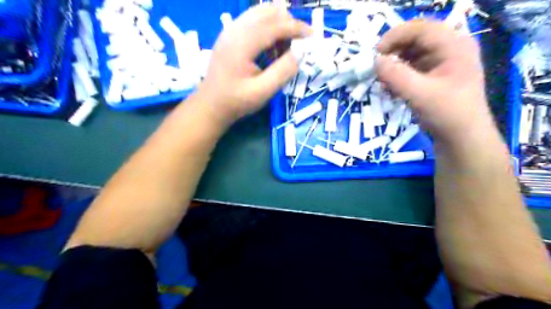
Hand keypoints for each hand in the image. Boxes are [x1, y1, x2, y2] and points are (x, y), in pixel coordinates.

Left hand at [197, 4, 308, 123]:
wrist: (210, 105)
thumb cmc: (236, 101)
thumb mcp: (262, 91)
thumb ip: (283, 72)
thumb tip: (300, 53)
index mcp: (242, 43)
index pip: (275, 24)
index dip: (296, 28)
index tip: (312, 37)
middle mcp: (235, 29)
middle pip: (268, 12)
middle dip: (288, 24)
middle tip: (299, 45)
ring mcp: (230, 30)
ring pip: (260, 14)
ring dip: (278, 26)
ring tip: (284, 50)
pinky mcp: (229, 35)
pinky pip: (253, 22)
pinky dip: (267, 30)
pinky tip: (270, 50)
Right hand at [378, 22, 493, 144]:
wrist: (462, 139)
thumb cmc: (447, 114)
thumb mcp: (419, 94)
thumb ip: (395, 76)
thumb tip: (375, 61)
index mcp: (454, 46)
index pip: (421, 28)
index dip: (395, 36)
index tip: (375, 53)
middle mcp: (450, 49)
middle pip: (416, 39)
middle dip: (393, 51)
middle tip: (377, 66)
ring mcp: (442, 63)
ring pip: (412, 53)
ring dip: (395, 65)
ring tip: (384, 81)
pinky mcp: (435, 76)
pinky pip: (412, 67)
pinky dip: (399, 75)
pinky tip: (391, 89)